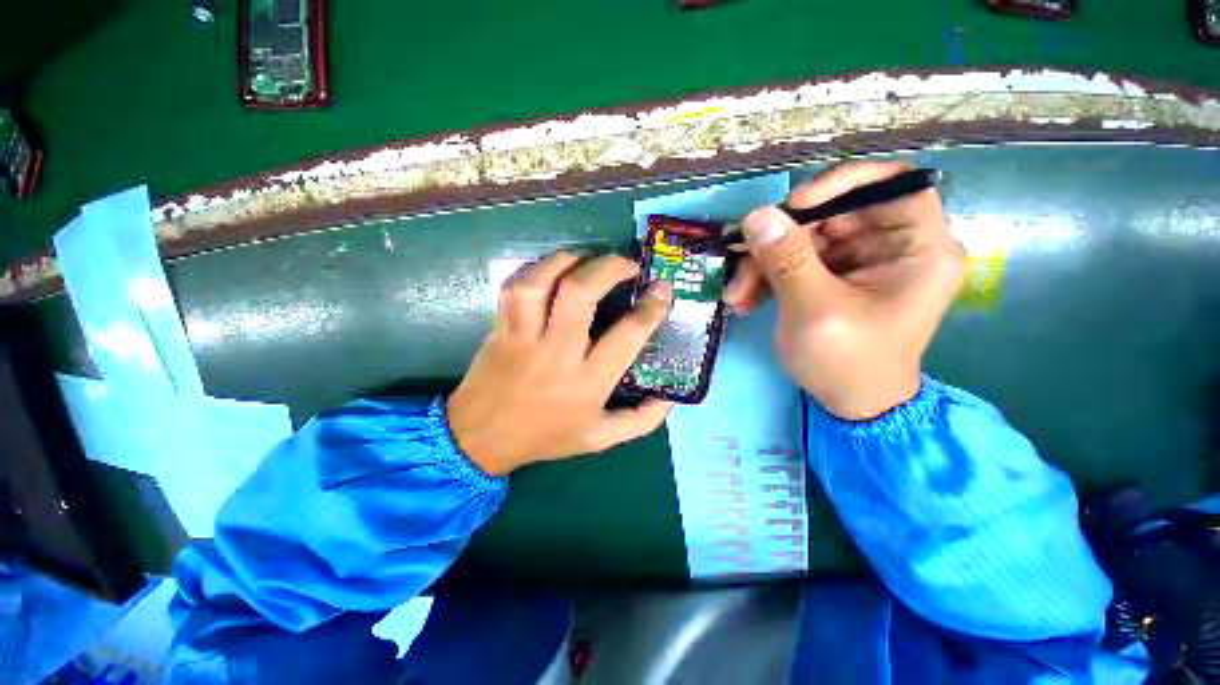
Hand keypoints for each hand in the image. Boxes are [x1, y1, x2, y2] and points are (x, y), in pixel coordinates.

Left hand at [447, 251, 674, 475]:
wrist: (481, 439)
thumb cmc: (545, 437)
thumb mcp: (600, 439)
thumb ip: (640, 420)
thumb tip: (671, 397)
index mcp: (587, 382)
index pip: (627, 335)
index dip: (650, 307)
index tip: (662, 288)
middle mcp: (556, 354)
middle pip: (580, 294)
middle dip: (609, 268)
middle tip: (627, 263)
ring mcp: (524, 337)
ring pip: (542, 282)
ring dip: (569, 260)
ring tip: (588, 258)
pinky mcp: (501, 328)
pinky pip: (515, 287)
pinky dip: (536, 269)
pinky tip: (553, 269)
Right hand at [722, 161, 965, 419]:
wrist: (850, 405)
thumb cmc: (847, 363)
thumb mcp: (815, 311)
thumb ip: (787, 260)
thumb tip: (757, 214)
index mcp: (918, 249)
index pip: (891, 184)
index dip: (841, 184)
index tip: (793, 207)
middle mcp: (893, 246)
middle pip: (833, 214)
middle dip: (780, 239)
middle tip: (741, 261)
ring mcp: (860, 262)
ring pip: (805, 239)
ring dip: (764, 264)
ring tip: (738, 296)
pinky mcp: (834, 276)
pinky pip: (795, 260)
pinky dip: (767, 277)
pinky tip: (747, 300)